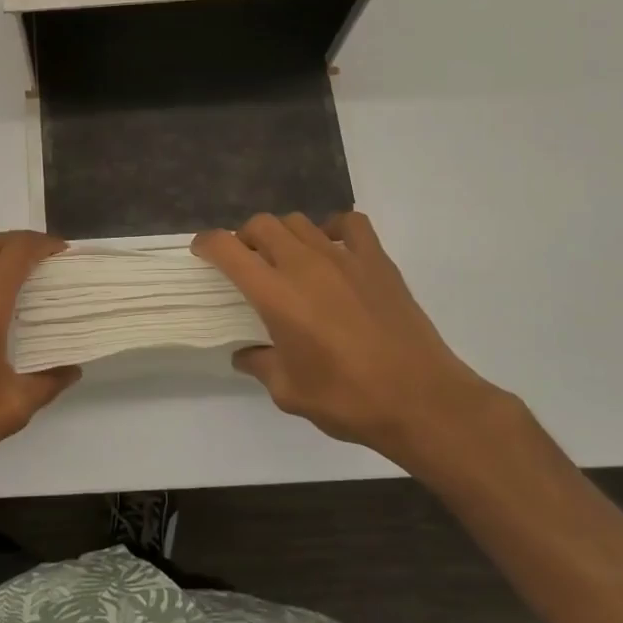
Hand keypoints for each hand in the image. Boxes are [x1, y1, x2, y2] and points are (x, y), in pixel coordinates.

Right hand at [192, 212, 509, 480]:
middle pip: (262, 224)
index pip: (228, 249)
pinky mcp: (377, 260)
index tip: (201, 251)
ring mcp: (344, 257)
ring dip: (283, 234)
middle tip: (247, 263)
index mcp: (275, 294)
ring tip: (287, 259)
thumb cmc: (348, 399)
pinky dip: (333, 228)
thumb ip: (260, 365)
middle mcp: (304, 264)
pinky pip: (350, 223)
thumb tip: (245, 354)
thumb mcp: (289, 392)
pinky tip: (332, 250)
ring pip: (299, 221)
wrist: (421, 400)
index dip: (208, 244)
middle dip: (245, 237)